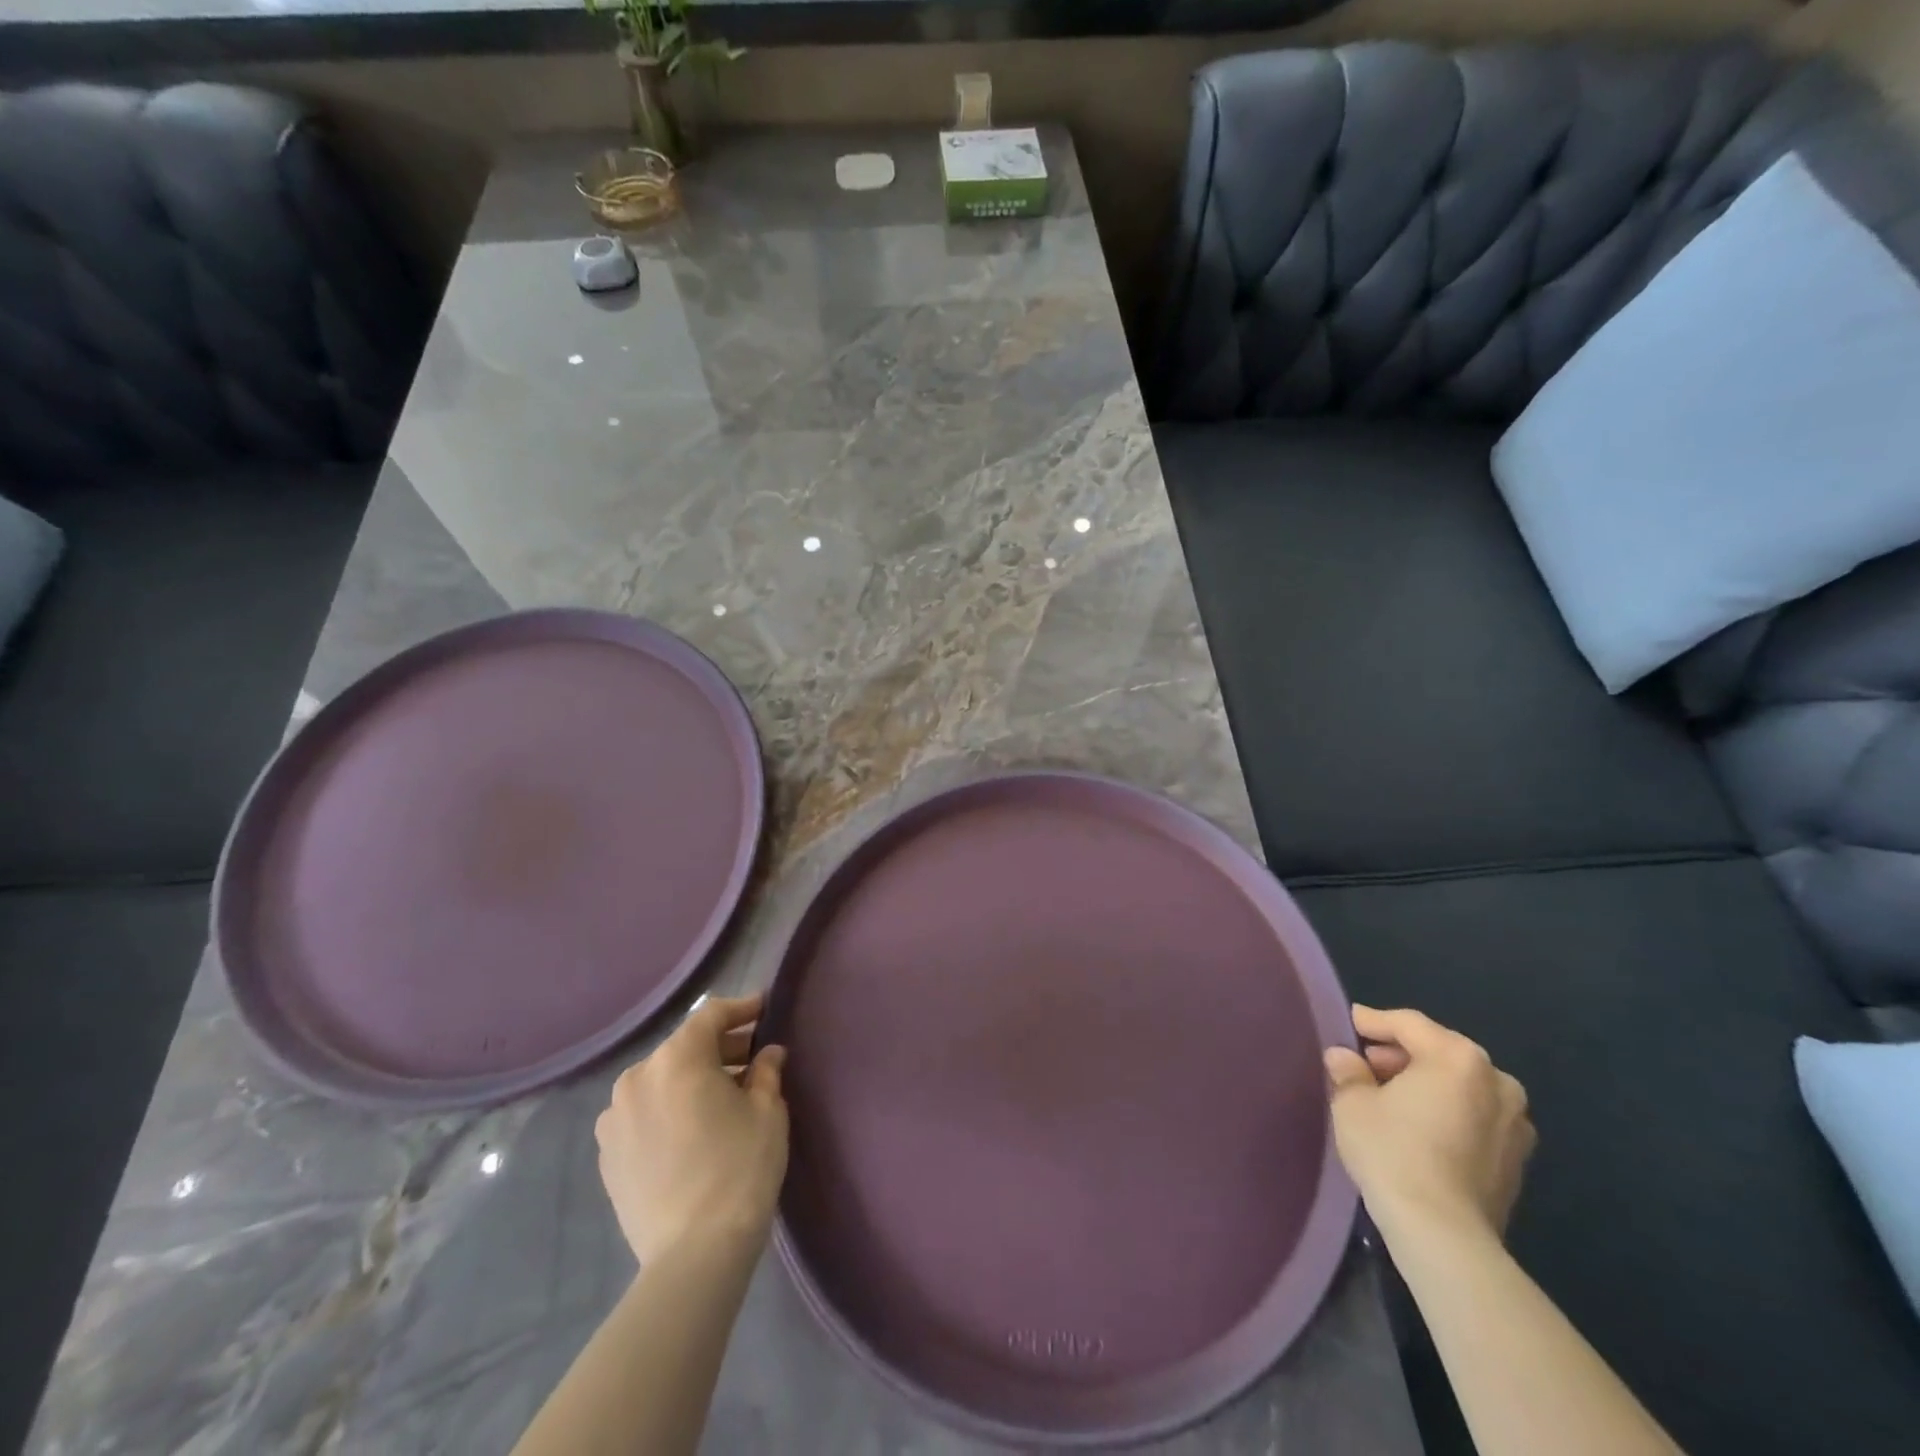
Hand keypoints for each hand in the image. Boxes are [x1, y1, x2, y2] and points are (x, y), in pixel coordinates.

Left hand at [596, 993, 788, 1266]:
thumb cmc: (740, 1168)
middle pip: (684, 1047)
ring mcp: (614, 1117)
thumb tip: (768, 1054)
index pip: (711, 1016)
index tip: (765, 1009)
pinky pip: (644, 1113)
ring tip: (723, 1098)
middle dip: (720, 1048)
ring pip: (661, 1080)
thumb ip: (766, 1071)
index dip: (741, 1009)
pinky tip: (692, 1130)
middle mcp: (637, 1077)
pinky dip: (669, 1108)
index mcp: (676, 1059)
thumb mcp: (767, 1111)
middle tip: (754, 1059)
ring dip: (692, 1080)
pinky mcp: (606, 1154)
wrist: (693, 1255)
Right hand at [1325, 1005, 1535, 1243]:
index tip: (1350, 1024)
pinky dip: (1448, 1113)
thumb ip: (1349, 1072)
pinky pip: (1475, 1118)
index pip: (1409, 1024)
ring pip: (1461, 1086)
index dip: (1374, 1021)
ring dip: (1427, 1085)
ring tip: (1392, 1098)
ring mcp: (1515, 1122)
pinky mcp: (1518, 1160)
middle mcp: (1497, 1081)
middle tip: (1366, 1065)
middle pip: (1440, 1051)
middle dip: (1402, 1055)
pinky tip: (1420, 1130)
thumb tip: (1345, 1059)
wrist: (1444, 1234)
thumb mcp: (1352, 1103)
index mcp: (1458, 1057)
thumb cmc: (1393, 1152)